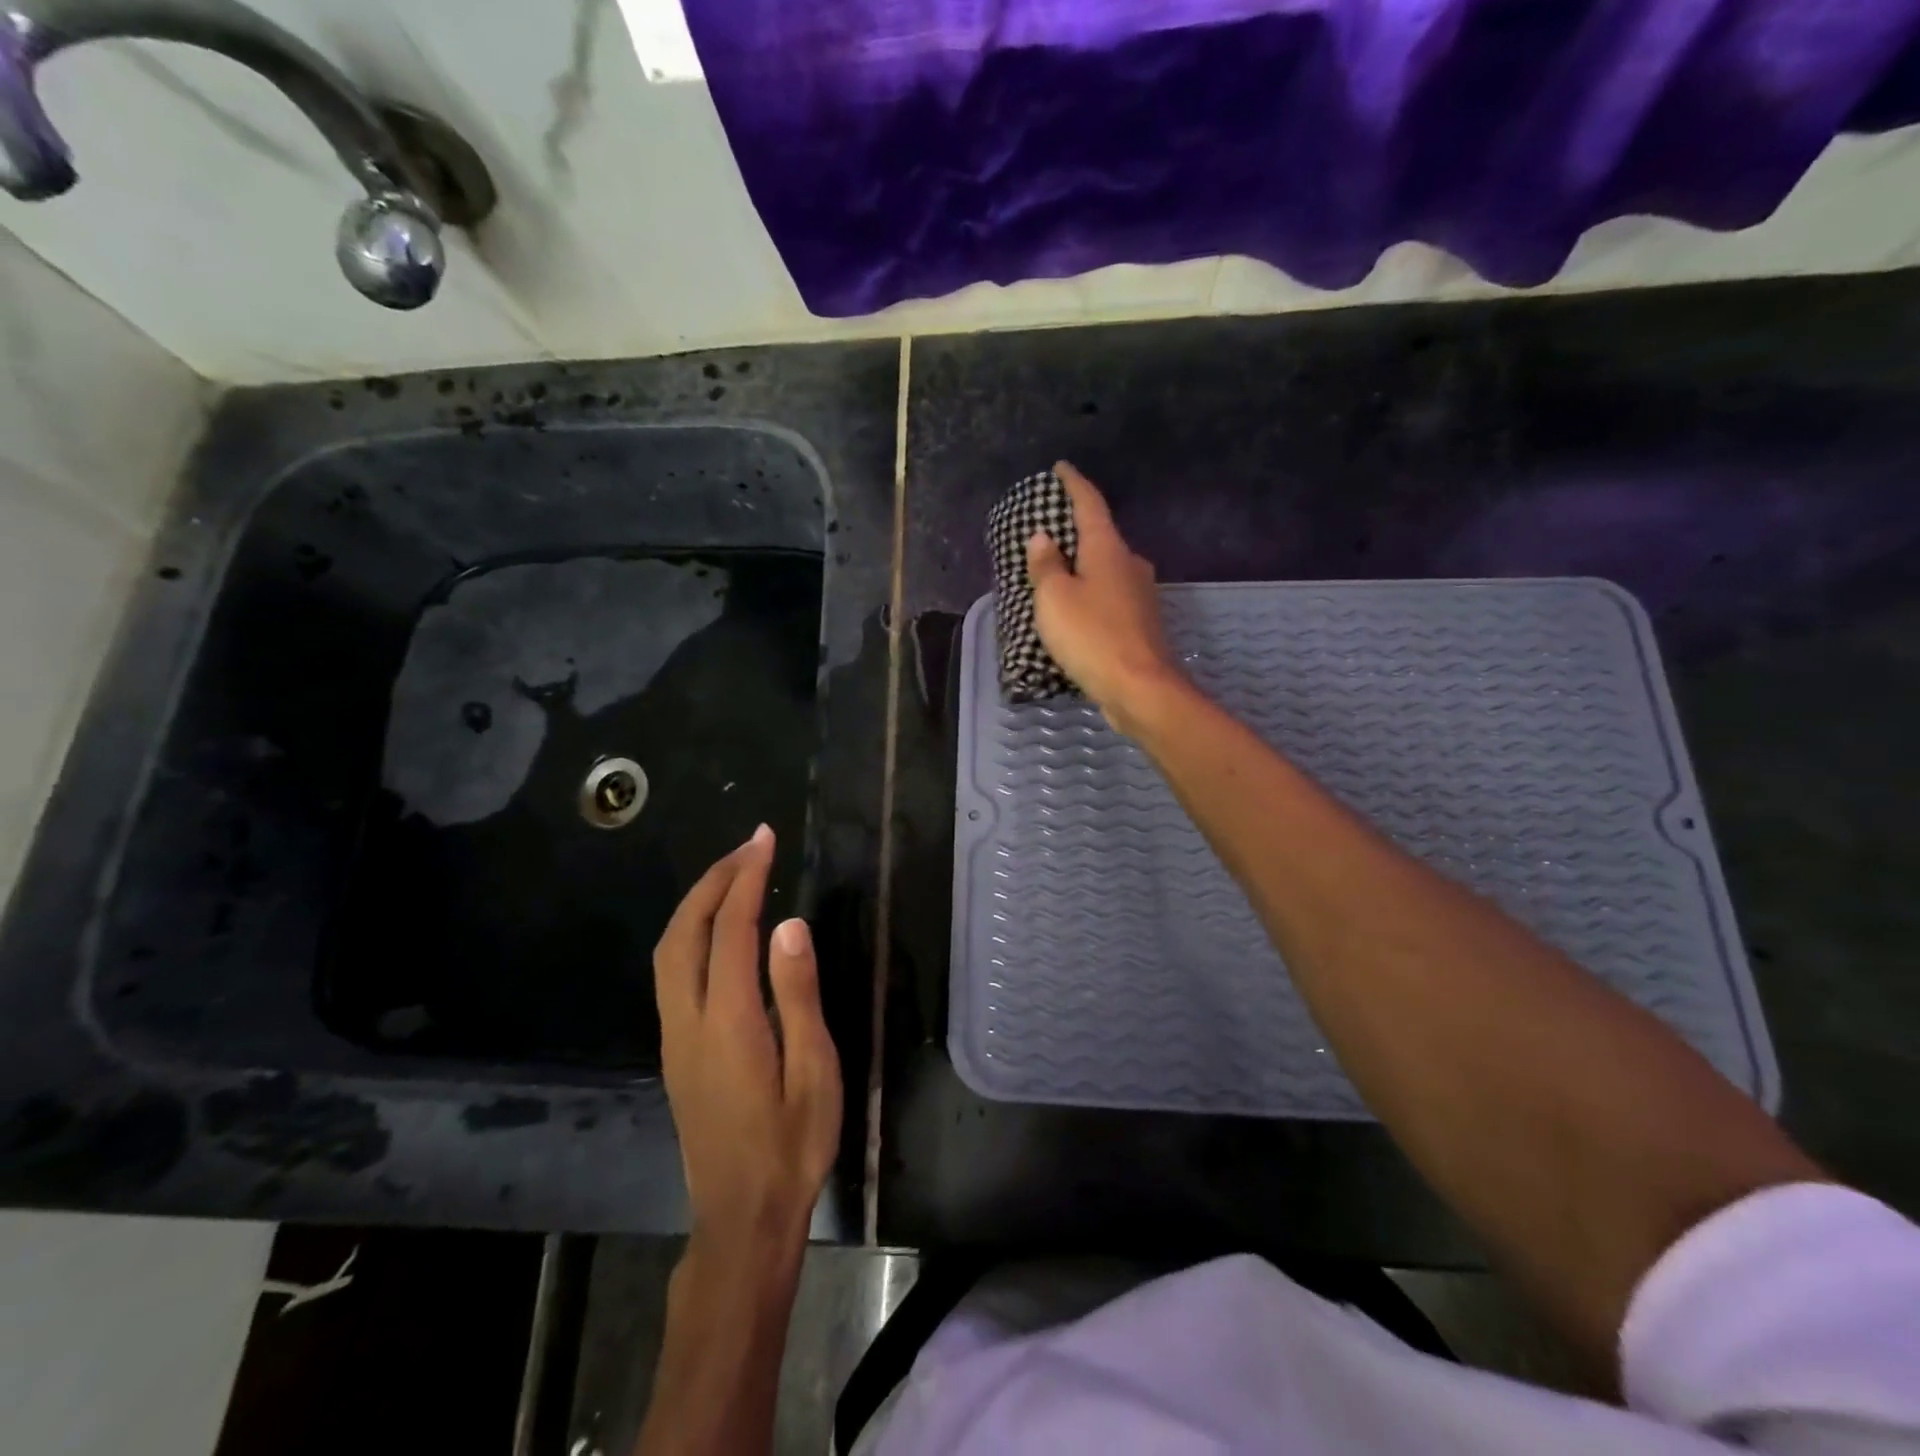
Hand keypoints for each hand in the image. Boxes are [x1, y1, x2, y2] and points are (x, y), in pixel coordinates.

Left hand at [654, 825, 841, 1254]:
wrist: (741, 1219)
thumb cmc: (792, 1146)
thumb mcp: (814, 1072)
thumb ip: (798, 995)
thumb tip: (789, 925)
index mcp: (727, 1023)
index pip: (730, 931)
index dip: (746, 879)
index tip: (764, 841)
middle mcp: (688, 1022)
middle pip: (684, 933)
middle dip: (714, 881)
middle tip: (750, 847)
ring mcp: (673, 1038)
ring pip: (669, 952)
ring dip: (697, 904)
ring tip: (735, 875)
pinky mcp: (674, 1051)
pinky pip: (673, 972)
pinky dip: (692, 932)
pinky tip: (718, 929)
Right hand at [1026, 460, 1184, 732]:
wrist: (1139, 688)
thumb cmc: (1091, 636)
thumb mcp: (1055, 599)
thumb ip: (1046, 566)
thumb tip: (1044, 538)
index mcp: (1108, 549)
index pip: (1090, 504)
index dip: (1073, 484)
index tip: (1061, 468)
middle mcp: (1130, 564)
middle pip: (1101, 537)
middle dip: (1076, 532)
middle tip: (1049, 531)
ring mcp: (1141, 595)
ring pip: (1107, 570)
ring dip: (1084, 568)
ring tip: (1057, 574)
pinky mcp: (1142, 623)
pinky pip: (1110, 597)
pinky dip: (1092, 595)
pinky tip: (1078, 610)